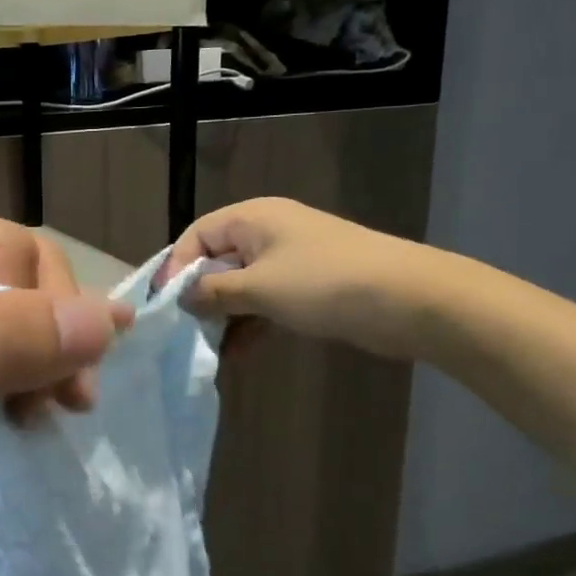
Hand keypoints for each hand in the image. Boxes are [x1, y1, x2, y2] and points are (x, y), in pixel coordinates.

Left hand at [0, 205, 132, 558]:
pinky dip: (13, 397)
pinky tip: (16, 427)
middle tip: (54, 410)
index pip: (6, 249)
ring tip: (32, 423)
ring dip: (36, 373)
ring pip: (12, 328)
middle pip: (16, 283)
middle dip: (45, 343)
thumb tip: (109, 318)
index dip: (40, 311)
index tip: (53, 391)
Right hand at [159, 198, 446, 360]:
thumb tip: (181, 299)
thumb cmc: (324, 283)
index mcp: (252, 218)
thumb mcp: (258, 288)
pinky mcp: (308, 288)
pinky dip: (251, 326)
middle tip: (182, 331)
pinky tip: (237, 356)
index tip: (163, 305)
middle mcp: (267, 233)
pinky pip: (266, 303)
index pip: (196, 235)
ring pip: (241, 287)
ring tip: (207, 351)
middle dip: (199, 297)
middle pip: (216, 262)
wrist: (411, 301)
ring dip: (224, 318)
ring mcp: (290, 261)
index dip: (175, 267)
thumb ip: (212, 293)